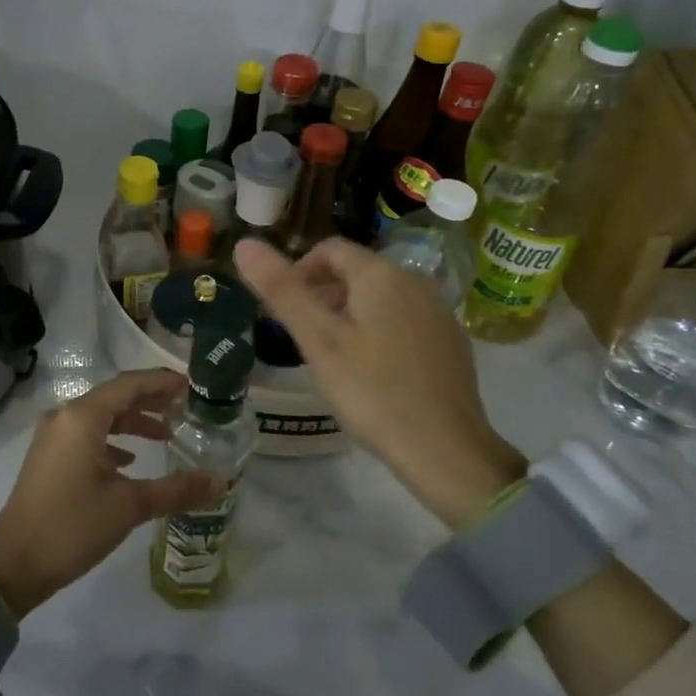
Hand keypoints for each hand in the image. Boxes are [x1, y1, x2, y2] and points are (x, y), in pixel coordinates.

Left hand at [0, 370, 228, 617]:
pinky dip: (112, 440)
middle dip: (150, 400)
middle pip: (115, 397)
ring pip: (100, 416)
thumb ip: (177, 490)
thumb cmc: (72, 526)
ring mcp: (53, 436)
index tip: (192, 385)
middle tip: (185, 405)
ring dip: (132, 421)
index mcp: (82, 417)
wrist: (14, 565)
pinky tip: (130, 459)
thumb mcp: (129, 506)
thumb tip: (222, 481)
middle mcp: (65, 417)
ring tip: (166, 434)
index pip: (129, 385)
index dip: (161, 382)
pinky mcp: (49, 456)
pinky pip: (87, 435)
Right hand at [234, 237, 526, 527]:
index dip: (298, 270)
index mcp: (382, 275)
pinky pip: (403, 321)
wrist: (446, 451)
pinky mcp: (451, 343)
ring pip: (380, 298)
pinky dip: (377, 332)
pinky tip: (370, 373)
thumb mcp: (318, 341)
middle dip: (321, 294)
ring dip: (348, 314)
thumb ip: (282, 290)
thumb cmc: (373, 391)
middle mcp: (415, 282)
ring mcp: (438, 313)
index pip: (330, 249)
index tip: (282, 309)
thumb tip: (244, 244)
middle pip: (356, 272)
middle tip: (300, 336)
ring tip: (330, 357)